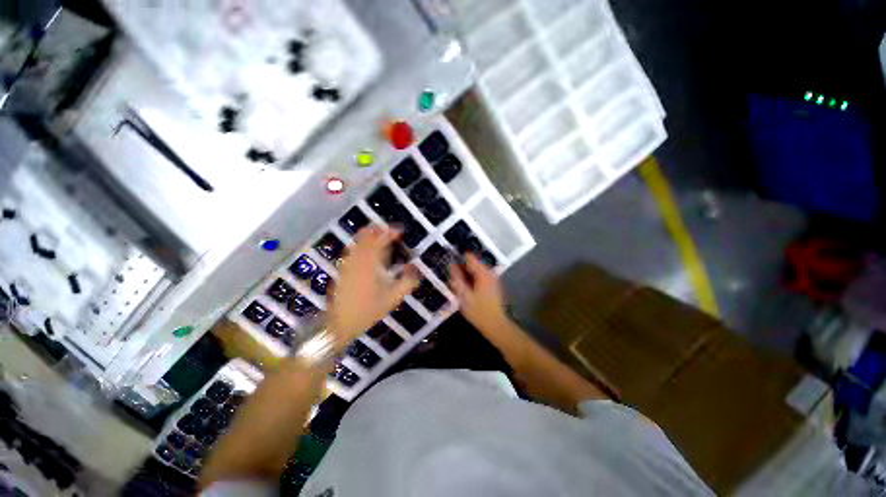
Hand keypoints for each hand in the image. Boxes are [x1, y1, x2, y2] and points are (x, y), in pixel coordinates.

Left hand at [327, 226, 419, 348]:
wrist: (342, 322)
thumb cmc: (370, 309)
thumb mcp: (394, 297)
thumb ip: (408, 281)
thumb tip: (416, 267)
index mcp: (371, 262)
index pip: (381, 238)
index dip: (391, 232)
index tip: (401, 231)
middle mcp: (358, 257)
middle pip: (368, 234)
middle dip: (381, 229)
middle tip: (392, 231)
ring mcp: (348, 261)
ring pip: (359, 239)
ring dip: (371, 234)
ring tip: (382, 236)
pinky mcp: (344, 267)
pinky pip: (354, 247)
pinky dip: (363, 243)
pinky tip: (369, 249)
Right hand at [450, 253, 507, 330]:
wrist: (495, 325)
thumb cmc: (479, 311)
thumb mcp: (464, 295)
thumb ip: (457, 279)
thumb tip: (451, 266)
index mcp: (483, 273)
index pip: (469, 257)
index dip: (458, 259)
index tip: (450, 265)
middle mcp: (489, 273)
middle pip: (472, 264)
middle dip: (461, 269)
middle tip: (453, 280)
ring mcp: (492, 279)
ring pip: (475, 271)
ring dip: (466, 276)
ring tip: (458, 286)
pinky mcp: (492, 285)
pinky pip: (479, 277)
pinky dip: (472, 280)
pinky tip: (466, 290)